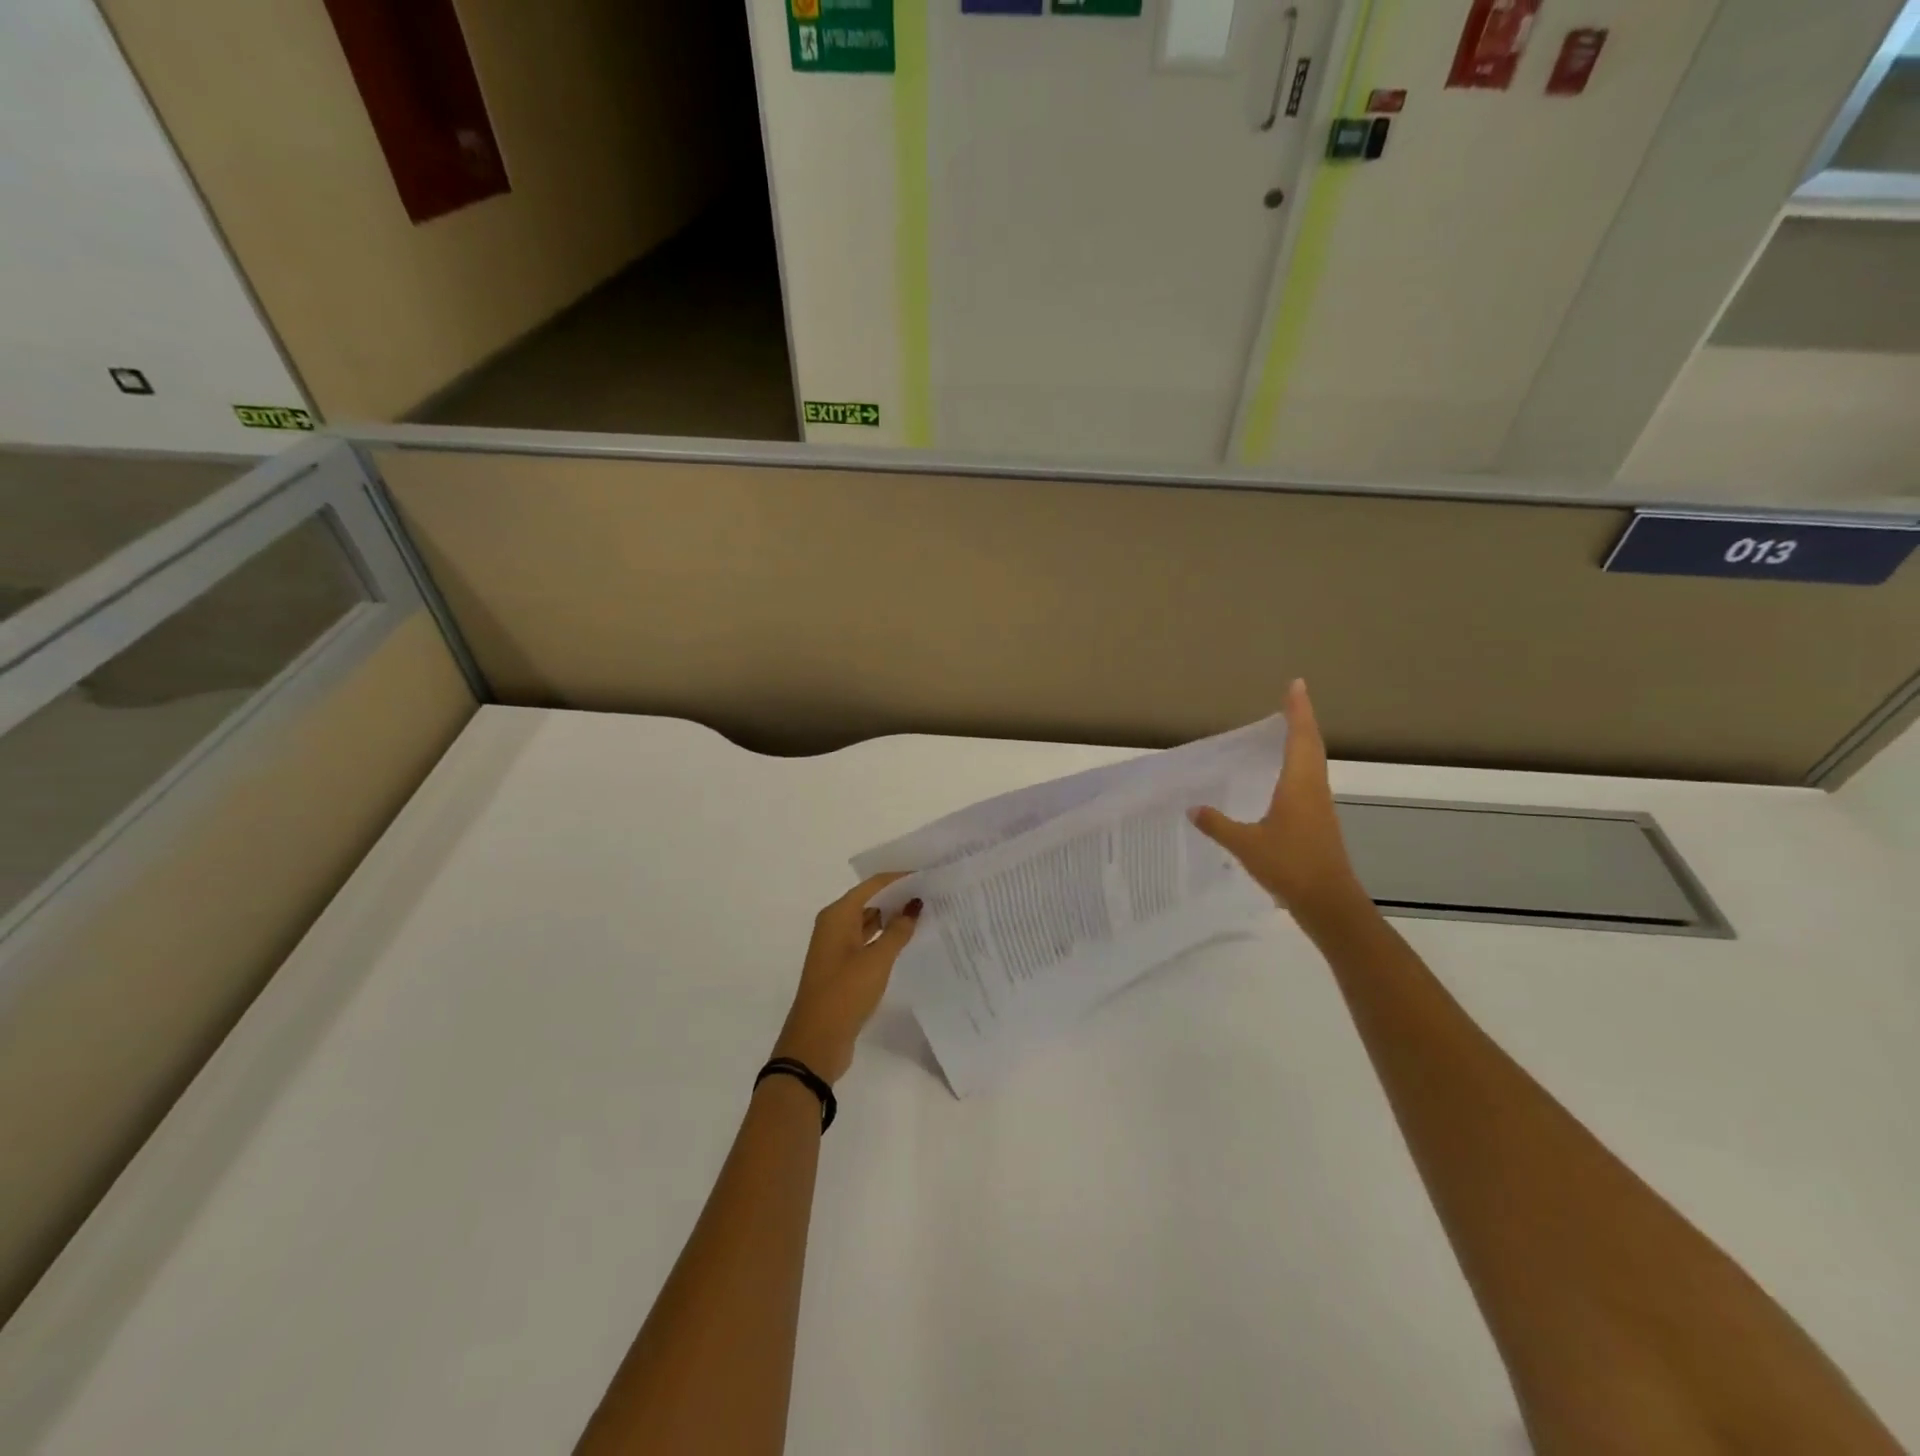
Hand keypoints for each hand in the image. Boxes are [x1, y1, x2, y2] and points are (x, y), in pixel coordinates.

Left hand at [771, 874, 921, 1084]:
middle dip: (898, 897)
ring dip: (893, 918)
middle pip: (870, 901)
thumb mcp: (876, 960)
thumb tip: (914, 905)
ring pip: (869, 922)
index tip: (927, 874)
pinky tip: (907, 941)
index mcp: (837, 915)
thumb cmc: (844, 993)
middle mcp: (834, 925)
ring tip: (926, 914)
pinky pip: (867, 942)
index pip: (872, 885)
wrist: (816, 1041)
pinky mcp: (842, 968)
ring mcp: (837, 948)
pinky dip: (885, 938)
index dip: (899, 878)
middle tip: (933, 893)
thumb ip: (897, 931)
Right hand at [1191, 680, 1368, 926]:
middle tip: (1292, 698)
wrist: (1328, 903)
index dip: (1298, 711)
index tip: (1296, 685)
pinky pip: (1309, 781)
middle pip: (1311, 745)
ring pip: (1313, 763)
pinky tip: (1286, 776)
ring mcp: (1319, 806)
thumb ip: (1218, 825)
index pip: (1300, 738)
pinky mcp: (1319, 822)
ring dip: (1303, 742)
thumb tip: (1193, 808)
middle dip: (1302, 720)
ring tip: (1288, 729)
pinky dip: (1299, 765)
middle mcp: (1313, 789)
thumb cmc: (1290, 866)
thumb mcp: (1246, 845)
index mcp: (1299, 786)